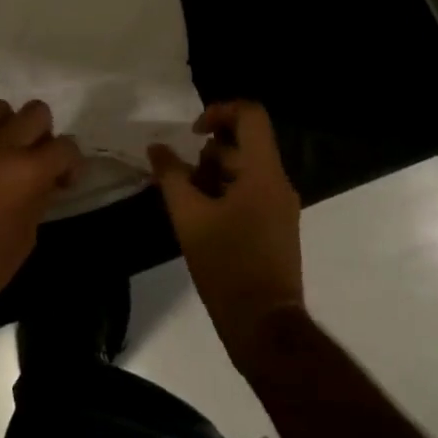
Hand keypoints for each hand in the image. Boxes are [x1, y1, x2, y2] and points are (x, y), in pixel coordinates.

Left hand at [0, 101, 83, 320]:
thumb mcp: (28, 234)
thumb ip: (40, 196)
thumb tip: (46, 179)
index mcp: (29, 171)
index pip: (66, 146)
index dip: (71, 162)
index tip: (63, 181)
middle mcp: (3, 145)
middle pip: (37, 110)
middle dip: (42, 133)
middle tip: (34, 159)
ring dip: (7, 126)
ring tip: (0, 152)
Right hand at [149, 101, 303, 364]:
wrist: (264, 327)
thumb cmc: (227, 265)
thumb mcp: (189, 216)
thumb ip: (171, 175)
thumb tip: (156, 147)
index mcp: (263, 173)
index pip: (250, 115)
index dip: (219, 111)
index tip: (192, 133)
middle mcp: (277, 183)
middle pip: (244, 143)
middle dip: (208, 152)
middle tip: (181, 175)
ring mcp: (280, 207)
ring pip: (244, 169)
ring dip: (212, 174)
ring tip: (185, 199)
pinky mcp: (276, 227)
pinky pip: (250, 192)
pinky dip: (224, 192)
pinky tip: (199, 216)